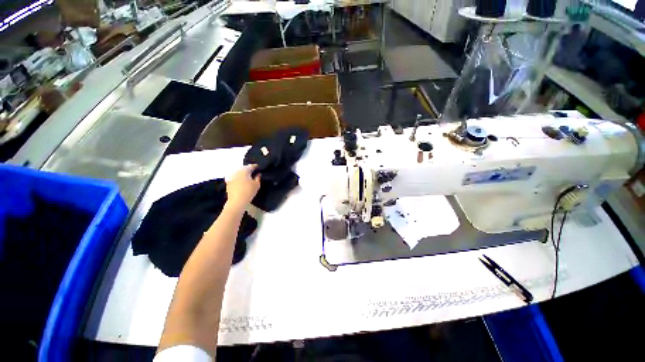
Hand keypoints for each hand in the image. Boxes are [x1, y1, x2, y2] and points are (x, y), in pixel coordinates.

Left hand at [225, 165, 260, 210]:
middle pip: (243, 168)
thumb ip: (258, 178)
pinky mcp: (228, 182)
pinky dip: (238, 178)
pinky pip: (234, 177)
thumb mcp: (257, 185)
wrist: (237, 201)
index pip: (250, 166)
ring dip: (243, 173)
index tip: (258, 167)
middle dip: (248, 169)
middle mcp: (237, 172)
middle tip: (253, 171)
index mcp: (244, 171)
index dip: (255, 166)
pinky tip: (241, 181)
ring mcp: (232, 177)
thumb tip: (258, 174)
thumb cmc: (249, 192)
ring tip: (247, 176)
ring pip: (238, 172)